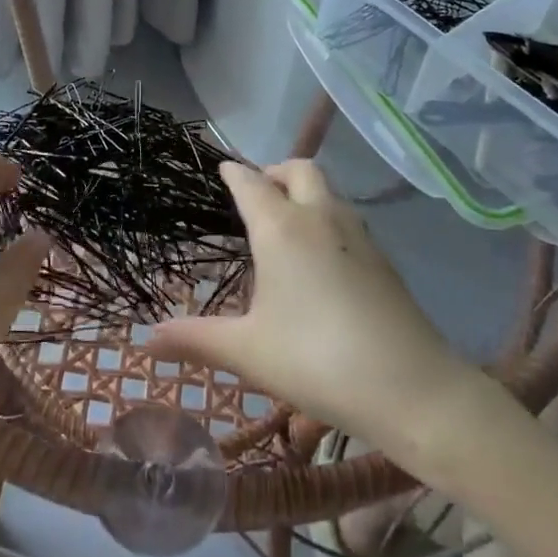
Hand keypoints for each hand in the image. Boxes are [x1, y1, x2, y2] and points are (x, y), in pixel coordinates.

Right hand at [150, 160, 485, 455]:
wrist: (411, 388)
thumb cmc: (316, 360)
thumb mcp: (247, 352)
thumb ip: (195, 340)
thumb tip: (145, 340)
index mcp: (281, 229)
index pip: (251, 183)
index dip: (234, 173)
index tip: (223, 168)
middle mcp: (320, 218)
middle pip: (299, 170)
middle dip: (275, 171)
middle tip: (258, 193)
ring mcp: (358, 236)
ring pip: (330, 191)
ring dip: (306, 192)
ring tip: (288, 221)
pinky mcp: (384, 259)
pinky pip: (348, 218)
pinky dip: (328, 218)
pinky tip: (323, 257)